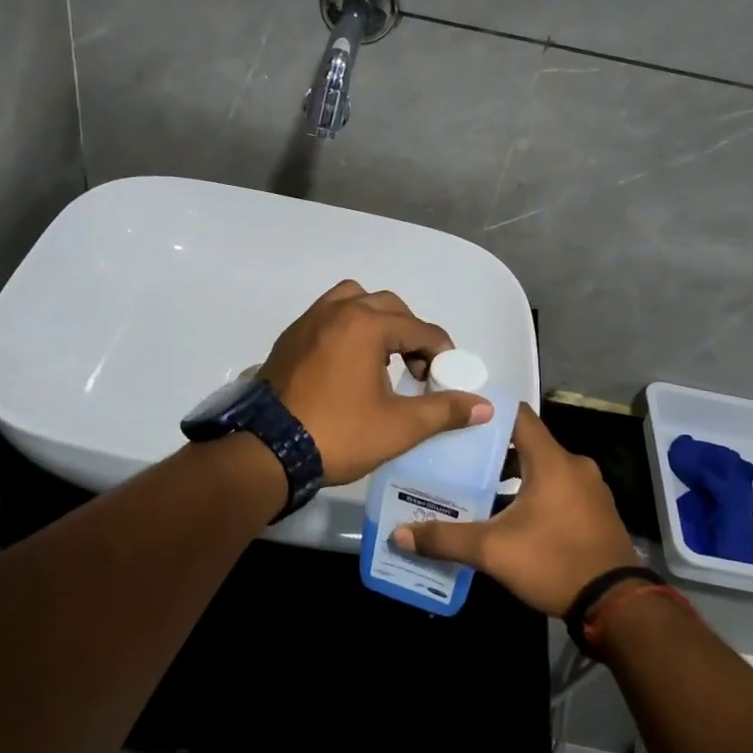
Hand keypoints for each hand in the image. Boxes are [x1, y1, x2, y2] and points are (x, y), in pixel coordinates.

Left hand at [260, 280, 494, 486]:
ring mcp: (309, 321)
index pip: (420, 328)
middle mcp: (337, 311)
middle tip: (416, 369)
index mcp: (366, 324)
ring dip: (375, 321)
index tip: (444, 378)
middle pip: (389, 306)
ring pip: (353, 301)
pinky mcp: (290, 338)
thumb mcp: (399, 427)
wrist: (268, 450)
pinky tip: (349, 365)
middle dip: (410, 333)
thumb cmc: (339, 434)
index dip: (441, 352)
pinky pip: (328, 316)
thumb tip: (484, 406)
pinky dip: (347, 328)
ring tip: (382, 359)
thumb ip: (444, 411)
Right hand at [394, 404, 639, 615]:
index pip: (517, 414)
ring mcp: (590, 488)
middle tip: (458, 455)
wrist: (617, 605)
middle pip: (527, 441)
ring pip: (544, 466)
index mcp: (551, 460)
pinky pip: (559, 487)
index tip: (457, 416)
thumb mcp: (493, 551)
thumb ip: (446, 539)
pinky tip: (512, 512)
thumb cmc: (554, 562)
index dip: (487, 411)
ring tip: (479, 484)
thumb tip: (399, 534)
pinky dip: (535, 490)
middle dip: (493, 447)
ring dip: (514, 472)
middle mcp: (574, 465)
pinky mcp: (597, 511)